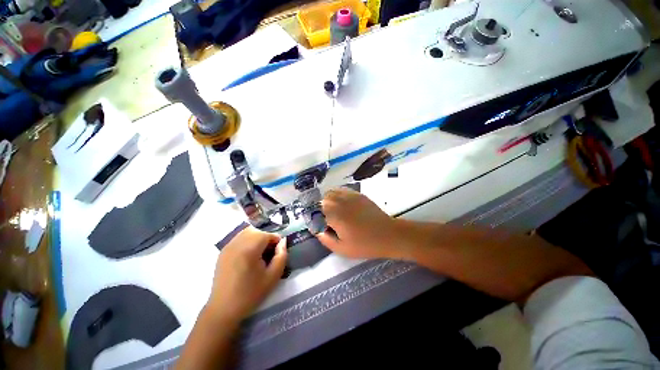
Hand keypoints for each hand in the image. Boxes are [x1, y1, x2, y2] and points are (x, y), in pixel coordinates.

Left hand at [206, 227, 286, 321]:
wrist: (223, 309)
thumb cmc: (251, 293)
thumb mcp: (273, 276)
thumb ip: (281, 256)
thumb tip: (283, 241)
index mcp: (249, 249)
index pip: (267, 234)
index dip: (276, 240)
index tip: (278, 252)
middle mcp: (237, 243)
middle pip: (257, 231)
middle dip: (266, 238)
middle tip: (269, 252)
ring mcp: (228, 246)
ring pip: (247, 232)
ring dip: (257, 238)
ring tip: (259, 253)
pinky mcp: (223, 251)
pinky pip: (238, 238)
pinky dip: (247, 241)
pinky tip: (248, 256)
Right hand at [317, 188, 400, 258]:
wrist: (388, 234)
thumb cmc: (365, 244)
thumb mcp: (342, 249)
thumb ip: (325, 239)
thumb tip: (317, 230)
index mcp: (334, 215)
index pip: (315, 212)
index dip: (315, 219)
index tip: (319, 226)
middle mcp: (339, 201)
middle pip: (322, 199)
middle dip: (320, 209)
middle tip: (326, 220)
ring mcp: (349, 195)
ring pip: (331, 192)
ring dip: (328, 200)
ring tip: (334, 211)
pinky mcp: (357, 194)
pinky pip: (342, 190)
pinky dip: (338, 195)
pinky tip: (343, 205)